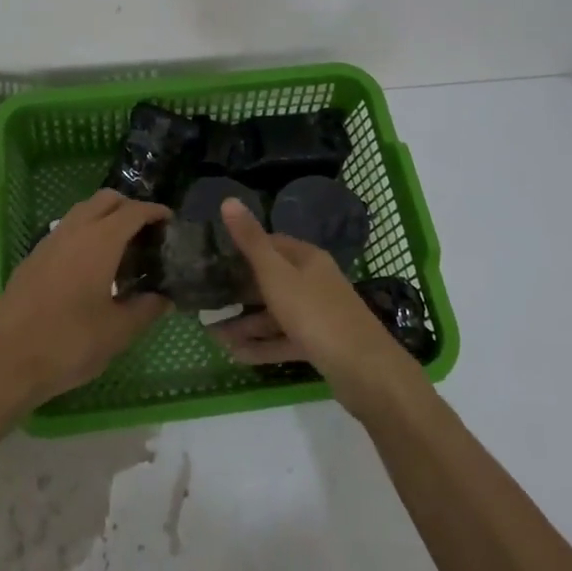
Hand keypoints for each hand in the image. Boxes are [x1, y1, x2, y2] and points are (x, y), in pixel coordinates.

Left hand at [0, 190, 171, 411]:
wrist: (7, 360)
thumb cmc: (70, 342)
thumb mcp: (118, 331)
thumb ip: (146, 309)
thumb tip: (164, 298)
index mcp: (100, 240)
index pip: (134, 211)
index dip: (155, 212)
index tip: (170, 221)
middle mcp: (74, 230)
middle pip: (106, 200)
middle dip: (129, 207)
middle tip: (146, 232)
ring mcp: (49, 242)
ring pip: (82, 211)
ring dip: (104, 218)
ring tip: (120, 249)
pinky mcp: (33, 258)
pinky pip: (65, 231)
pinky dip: (84, 234)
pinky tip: (89, 267)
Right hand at [210, 198, 425, 418]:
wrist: (364, 370)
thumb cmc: (315, 313)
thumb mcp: (276, 274)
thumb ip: (251, 241)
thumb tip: (228, 200)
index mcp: (307, 259)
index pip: (271, 244)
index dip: (243, 248)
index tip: (214, 257)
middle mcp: (314, 282)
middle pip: (271, 281)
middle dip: (239, 291)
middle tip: (207, 299)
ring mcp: (318, 315)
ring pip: (275, 314)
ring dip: (246, 323)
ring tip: (212, 334)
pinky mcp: (319, 345)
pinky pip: (283, 341)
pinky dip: (261, 346)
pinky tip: (235, 354)